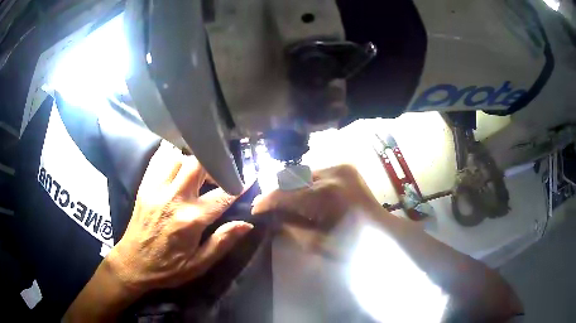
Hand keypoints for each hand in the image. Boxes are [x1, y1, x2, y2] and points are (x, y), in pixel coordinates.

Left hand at [107, 142, 252, 295]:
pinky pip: (159, 160)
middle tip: (221, 175)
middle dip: (215, 164)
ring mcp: (156, 189)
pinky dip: (172, 155)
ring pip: (179, 157)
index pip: (222, 195)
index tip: (252, 176)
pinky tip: (178, 162)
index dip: (240, 184)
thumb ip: (223, 242)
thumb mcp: (199, 264)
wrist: (133, 263)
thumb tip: (246, 224)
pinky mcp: (145, 186)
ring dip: (194, 160)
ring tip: (200, 172)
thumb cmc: (168, 268)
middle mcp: (173, 198)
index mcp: (190, 220)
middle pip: (198, 164)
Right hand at [252, 165, 382, 256]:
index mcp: (327, 195)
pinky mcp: (346, 167)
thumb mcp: (317, 243)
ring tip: (282, 201)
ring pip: (303, 173)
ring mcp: (341, 167)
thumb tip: (273, 217)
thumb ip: (291, 227)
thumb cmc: (353, 245)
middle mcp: (333, 173)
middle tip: (266, 205)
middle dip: (277, 193)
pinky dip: (305, 183)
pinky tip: (301, 195)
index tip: (255, 209)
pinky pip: (316, 173)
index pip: (286, 193)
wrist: (383, 233)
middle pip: (293, 179)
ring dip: (290, 187)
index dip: (267, 201)